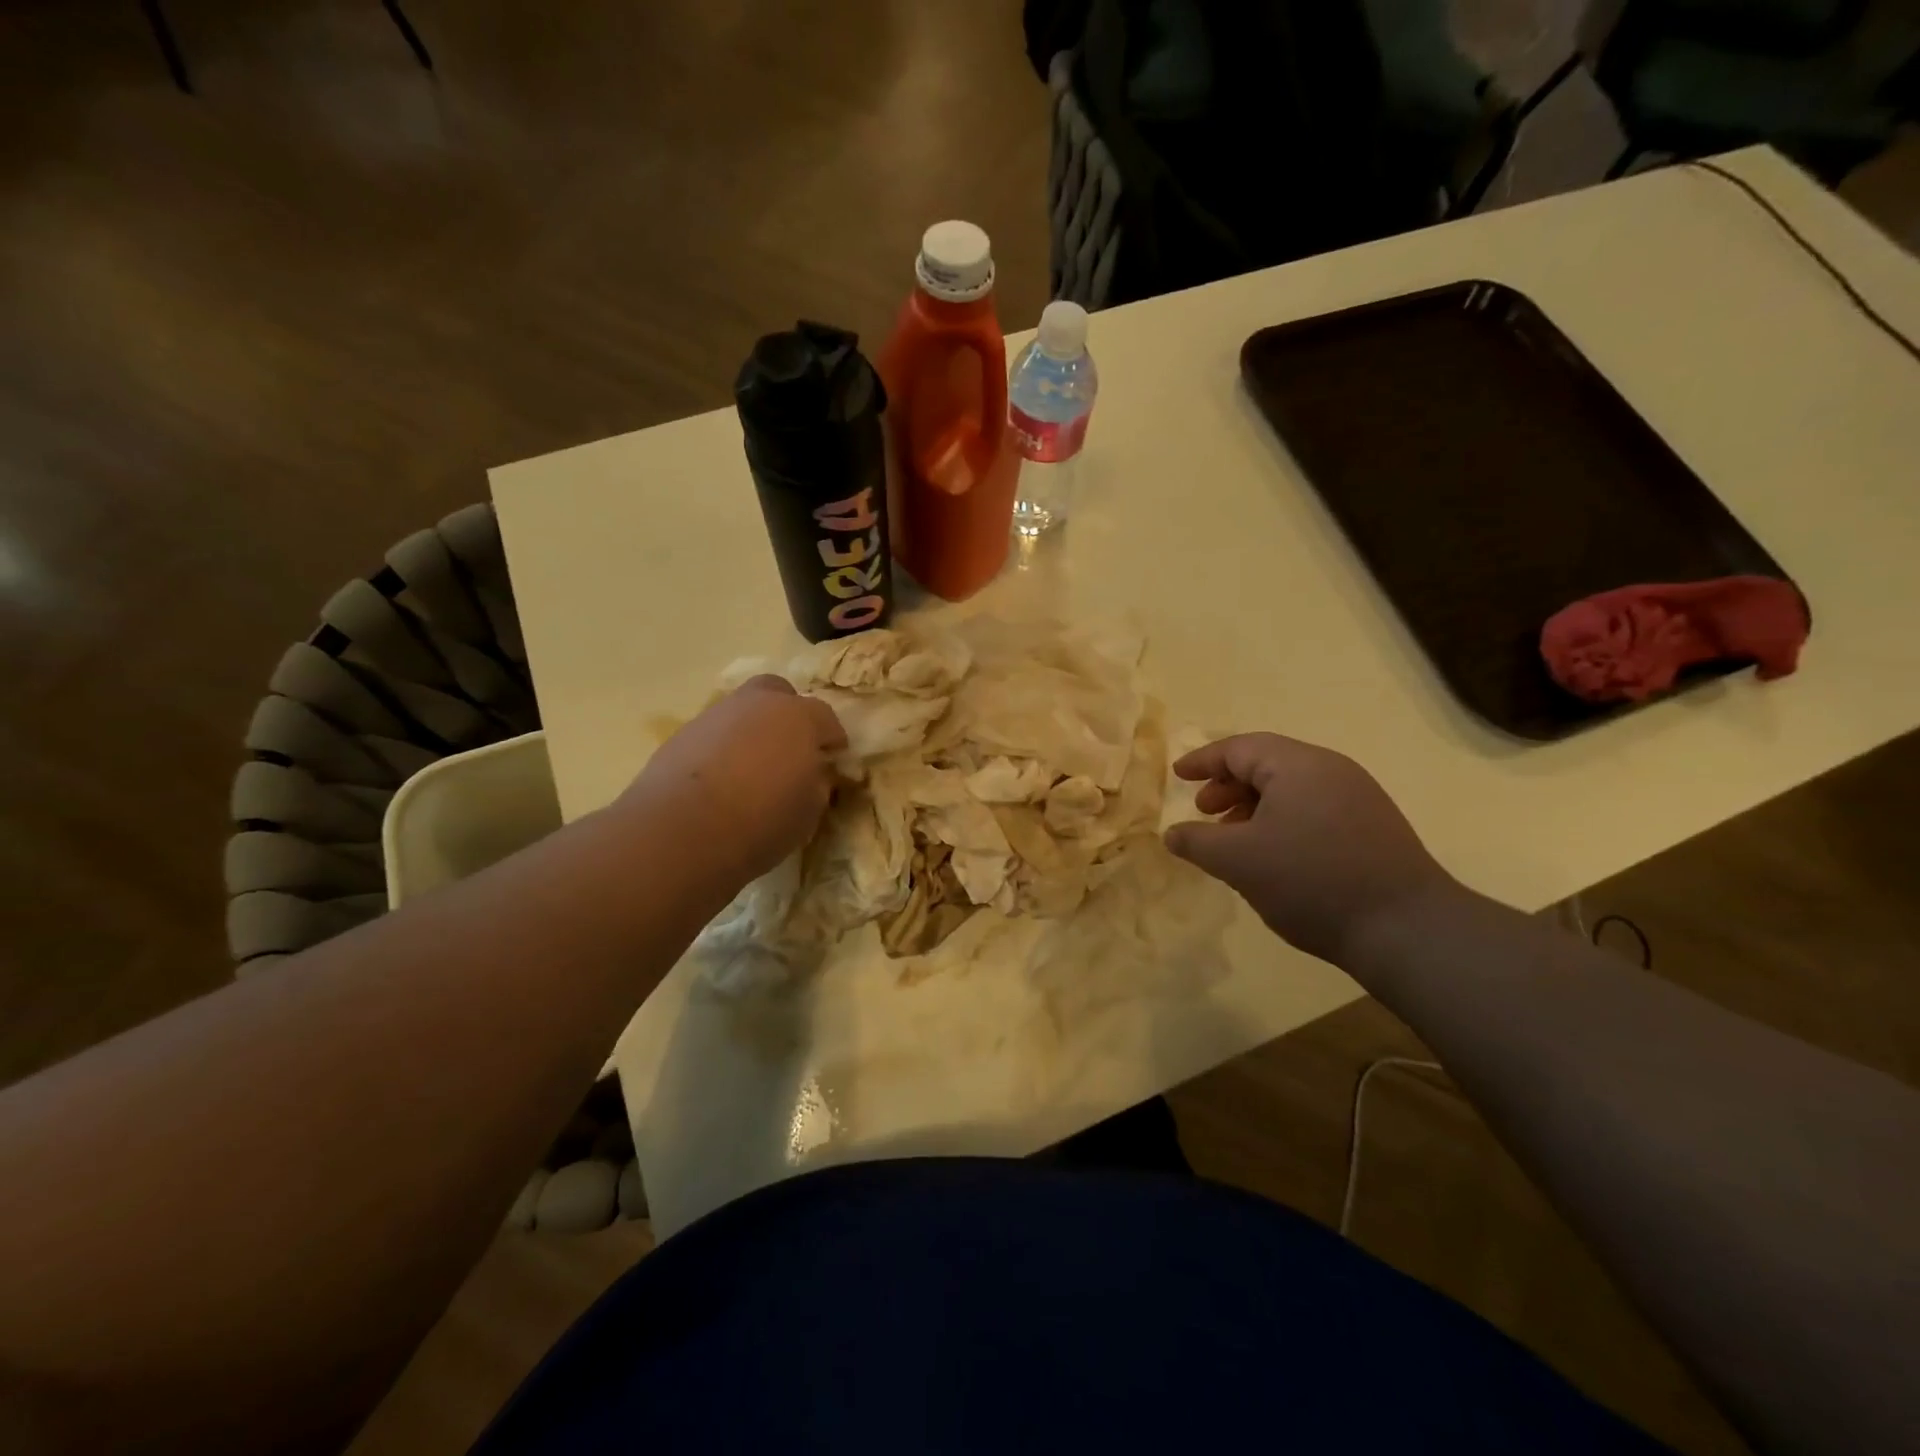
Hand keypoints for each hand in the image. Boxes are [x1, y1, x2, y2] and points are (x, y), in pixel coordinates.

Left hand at [623, 675, 847, 886]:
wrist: (681, 832)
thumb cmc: (762, 820)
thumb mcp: (810, 811)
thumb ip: (818, 783)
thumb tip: (814, 774)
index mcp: (799, 717)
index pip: (827, 719)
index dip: (832, 741)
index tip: (832, 762)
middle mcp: (757, 704)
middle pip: (779, 693)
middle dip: (789, 714)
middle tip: (791, 749)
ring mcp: (715, 715)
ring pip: (742, 711)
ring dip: (751, 731)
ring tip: (751, 770)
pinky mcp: (681, 735)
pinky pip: (714, 735)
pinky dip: (722, 749)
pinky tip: (720, 780)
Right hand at [1164, 733, 1457, 962]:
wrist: (1406, 928)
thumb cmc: (1310, 880)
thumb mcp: (1237, 861)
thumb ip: (1196, 841)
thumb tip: (1171, 834)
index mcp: (1298, 765)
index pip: (1239, 748)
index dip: (1203, 761)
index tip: (1177, 775)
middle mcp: (1331, 770)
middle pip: (1267, 764)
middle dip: (1228, 785)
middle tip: (1204, 810)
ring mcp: (1358, 798)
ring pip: (1291, 789)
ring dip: (1254, 807)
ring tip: (1234, 838)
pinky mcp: (1373, 827)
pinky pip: (1314, 809)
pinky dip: (1282, 821)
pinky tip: (1273, 855)